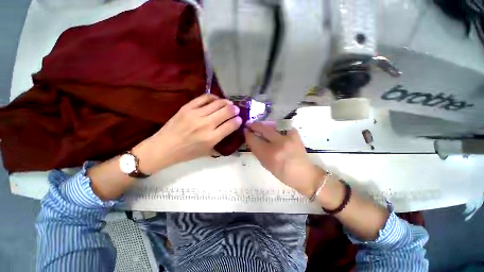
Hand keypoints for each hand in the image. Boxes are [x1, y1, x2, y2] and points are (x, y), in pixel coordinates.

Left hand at [136, 94, 241, 172]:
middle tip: (236, 110)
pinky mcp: (187, 107)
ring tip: (229, 104)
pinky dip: (214, 97)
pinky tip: (216, 100)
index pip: (231, 125)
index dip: (238, 120)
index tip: (240, 119)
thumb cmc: (187, 153)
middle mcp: (206, 124)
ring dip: (227, 102)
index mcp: (212, 138)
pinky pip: (205, 97)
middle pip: (227, 111)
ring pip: (218, 103)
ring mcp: (196, 114)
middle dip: (235, 109)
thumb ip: (221, 142)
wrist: (164, 147)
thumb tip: (231, 132)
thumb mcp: (207, 152)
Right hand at [244, 122, 324, 196]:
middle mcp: (278, 144)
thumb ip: (258, 151)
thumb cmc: (283, 173)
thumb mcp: (266, 165)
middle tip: (249, 124)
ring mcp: (288, 137)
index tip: (245, 131)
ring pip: (271, 126)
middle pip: (262, 129)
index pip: (253, 140)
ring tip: (260, 126)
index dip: (247, 134)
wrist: (304, 174)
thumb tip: (252, 139)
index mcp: (269, 154)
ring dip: (263, 125)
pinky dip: (277, 127)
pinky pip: (282, 126)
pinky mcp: (295, 134)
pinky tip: (275, 130)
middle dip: (253, 125)